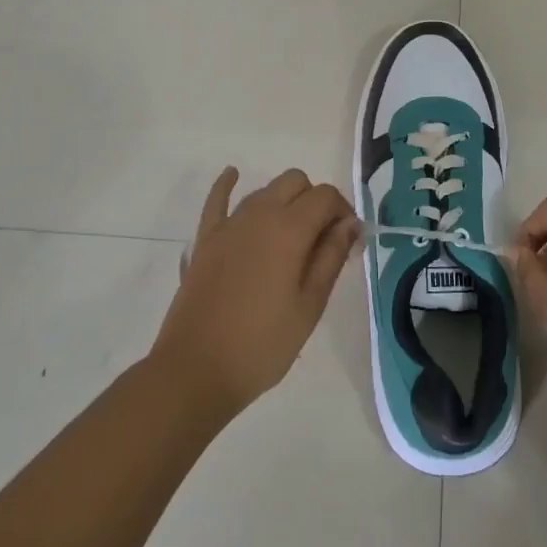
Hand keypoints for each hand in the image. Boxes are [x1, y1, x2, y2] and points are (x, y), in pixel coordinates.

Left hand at [152, 167, 357, 417]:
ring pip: (264, 190)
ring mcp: (228, 224)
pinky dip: (227, 185)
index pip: (326, 196)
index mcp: (289, 230)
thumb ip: (331, 258)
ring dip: (284, 201)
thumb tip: (350, 224)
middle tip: (322, 240)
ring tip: (292, 237)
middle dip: (315, 201)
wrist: (196, 370)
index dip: (343, 211)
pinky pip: (217, 199)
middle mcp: (259, 214)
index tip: (349, 241)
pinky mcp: (205, 239)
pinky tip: (233, 175)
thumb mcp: (309, 306)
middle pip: (295, 182)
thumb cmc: (263, 345)